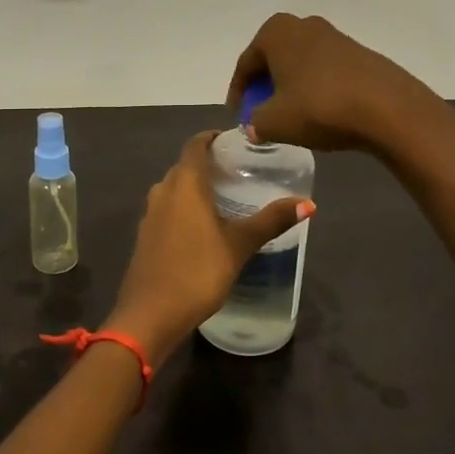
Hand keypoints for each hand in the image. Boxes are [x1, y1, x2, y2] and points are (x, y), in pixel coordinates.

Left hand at [105, 132, 313, 363]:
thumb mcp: (239, 246)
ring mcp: (150, 215)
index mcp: (184, 184)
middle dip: (208, 164)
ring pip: (174, 189)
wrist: (149, 315)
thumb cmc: (197, 271)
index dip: (213, 138)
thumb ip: (271, 221)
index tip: (235, 140)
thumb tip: (308, 203)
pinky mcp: (145, 236)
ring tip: (226, 197)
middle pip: (185, 166)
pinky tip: (204, 226)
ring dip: (196, 187)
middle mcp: (163, 191)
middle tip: (239, 170)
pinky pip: (168, 209)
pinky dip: (185, 208)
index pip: (195, 145)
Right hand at [227, 13, 430, 153]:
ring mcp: (335, 36)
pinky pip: (324, 69)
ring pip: (300, 62)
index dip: (238, 93)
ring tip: (290, 113)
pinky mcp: (359, 53)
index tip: (237, 117)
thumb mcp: (275, 122)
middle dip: (265, 85)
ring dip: (291, 86)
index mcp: (276, 32)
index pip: (246, 64)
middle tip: (261, 112)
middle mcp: (304, 25)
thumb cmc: (320, 107)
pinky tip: (319, 110)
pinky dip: (314, 87)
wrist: (388, 108)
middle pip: (273, 58)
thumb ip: (255, 122)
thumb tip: (254, 125)